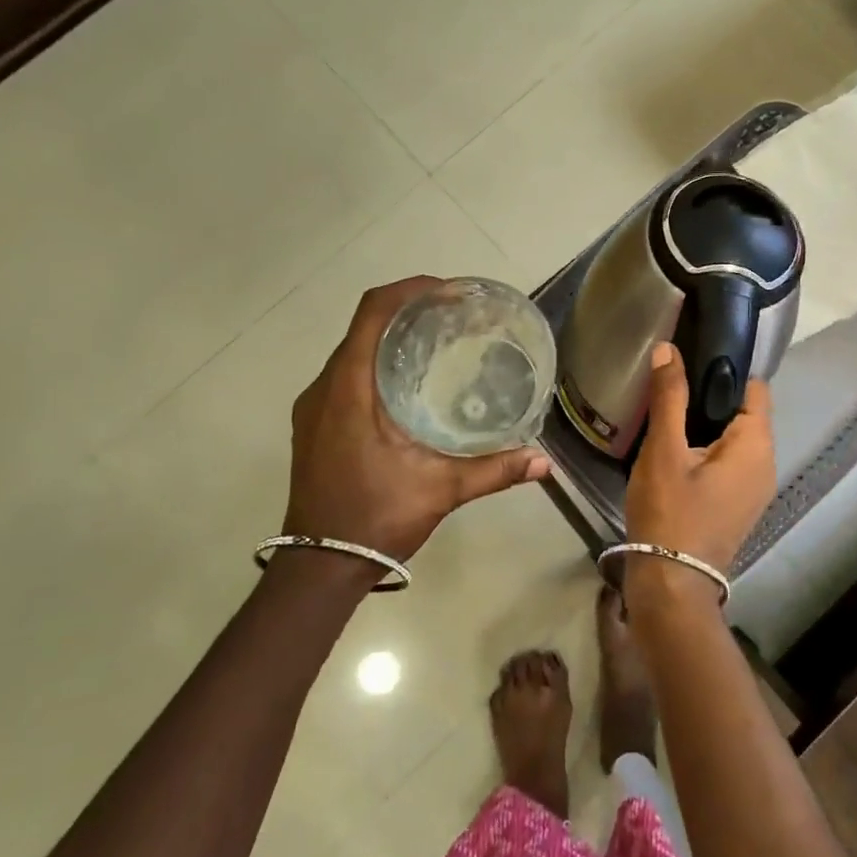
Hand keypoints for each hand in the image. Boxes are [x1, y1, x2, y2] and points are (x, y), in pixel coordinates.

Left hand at [284, 277, 550, 561]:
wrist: (319, 566)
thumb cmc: (377, 518)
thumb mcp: (442, 489)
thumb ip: (495, 470)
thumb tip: (544, 462)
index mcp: (349, 389)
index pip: (373, 313)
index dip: (409, 290)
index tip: (449, 292)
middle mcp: (324, 388)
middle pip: (363, 326)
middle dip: (407, 311)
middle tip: (453, 316)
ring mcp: (313, 408)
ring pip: (352, 351)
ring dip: (390, 338)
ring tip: (436, 343)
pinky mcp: (312, 425)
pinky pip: (344, 375)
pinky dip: (376, 364)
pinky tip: (408, 385)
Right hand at [624, 341, 774, 573]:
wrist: (671, 585)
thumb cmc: (670, 512)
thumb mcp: (664, 450)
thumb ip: (669, 397)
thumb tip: (669, 350)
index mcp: (756, 446)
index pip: (755, 388)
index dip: (726, 371)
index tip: (691, 360)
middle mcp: (765, 465)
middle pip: (744, 413)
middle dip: (711, 398)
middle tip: (670, 387)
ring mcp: (754, 489)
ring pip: (734, 440)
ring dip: (705, 426)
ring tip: (667, 414)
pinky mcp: (738, 506)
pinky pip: (728, 464)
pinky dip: (707, 451)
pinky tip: (674, 452)